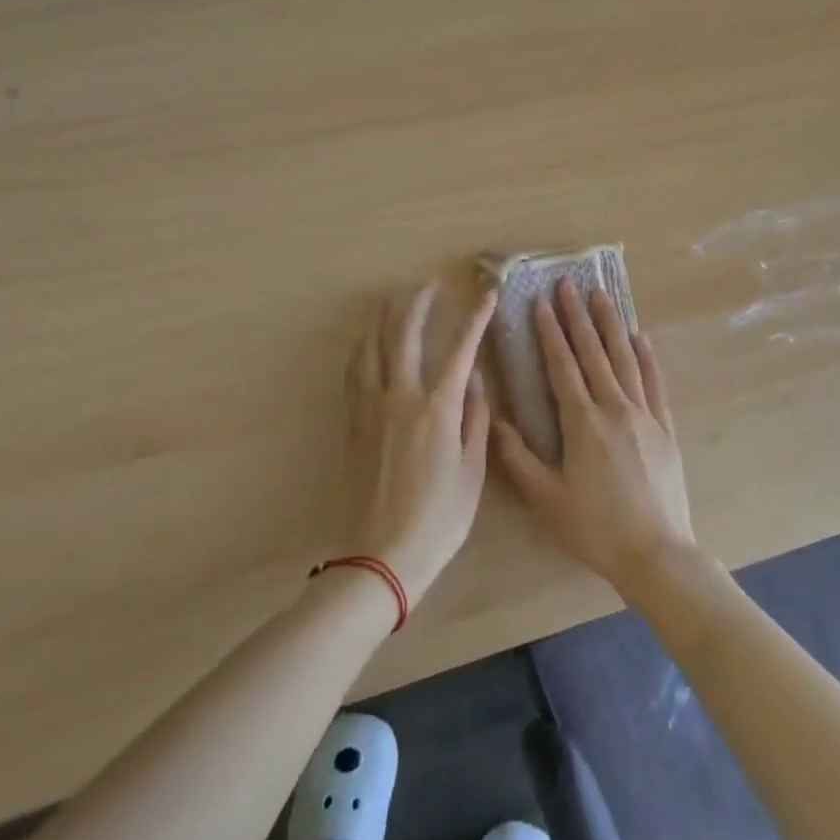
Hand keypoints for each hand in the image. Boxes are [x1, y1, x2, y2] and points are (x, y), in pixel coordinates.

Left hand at [343, 282, 496, 606]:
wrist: (381, 555)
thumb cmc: (439, 518)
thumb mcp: (472, 473)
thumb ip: (476, 420)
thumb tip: (476, 381)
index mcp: (437, 408)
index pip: (461, 348)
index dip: (475, 317)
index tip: (486, 294)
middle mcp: (401, 396)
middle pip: (405, 333)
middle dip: (419, 302)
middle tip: (430, 284)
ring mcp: (371, 407)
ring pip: (373, 346)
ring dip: (385, 317)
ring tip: (395, 300)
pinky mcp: (353, 422)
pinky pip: (355, 371)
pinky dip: (364, 347)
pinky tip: (369, 342)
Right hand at [492, 281, 696, 595]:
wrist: (656, 554)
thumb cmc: (595, 529)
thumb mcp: (546, 500)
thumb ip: (518, 459)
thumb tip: (493, 422)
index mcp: (582, 422)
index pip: (562, 366)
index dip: (550, 333)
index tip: (542, 303)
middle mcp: (614, 407)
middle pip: (593, 352)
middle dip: (578, 316)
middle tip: (570, 284)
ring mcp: (644, 414)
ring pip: (625, 358)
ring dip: (611, 325)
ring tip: (603, 295)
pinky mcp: (665, 427)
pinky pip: (655, 382)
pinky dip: (647, 357)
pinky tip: (641, 337)